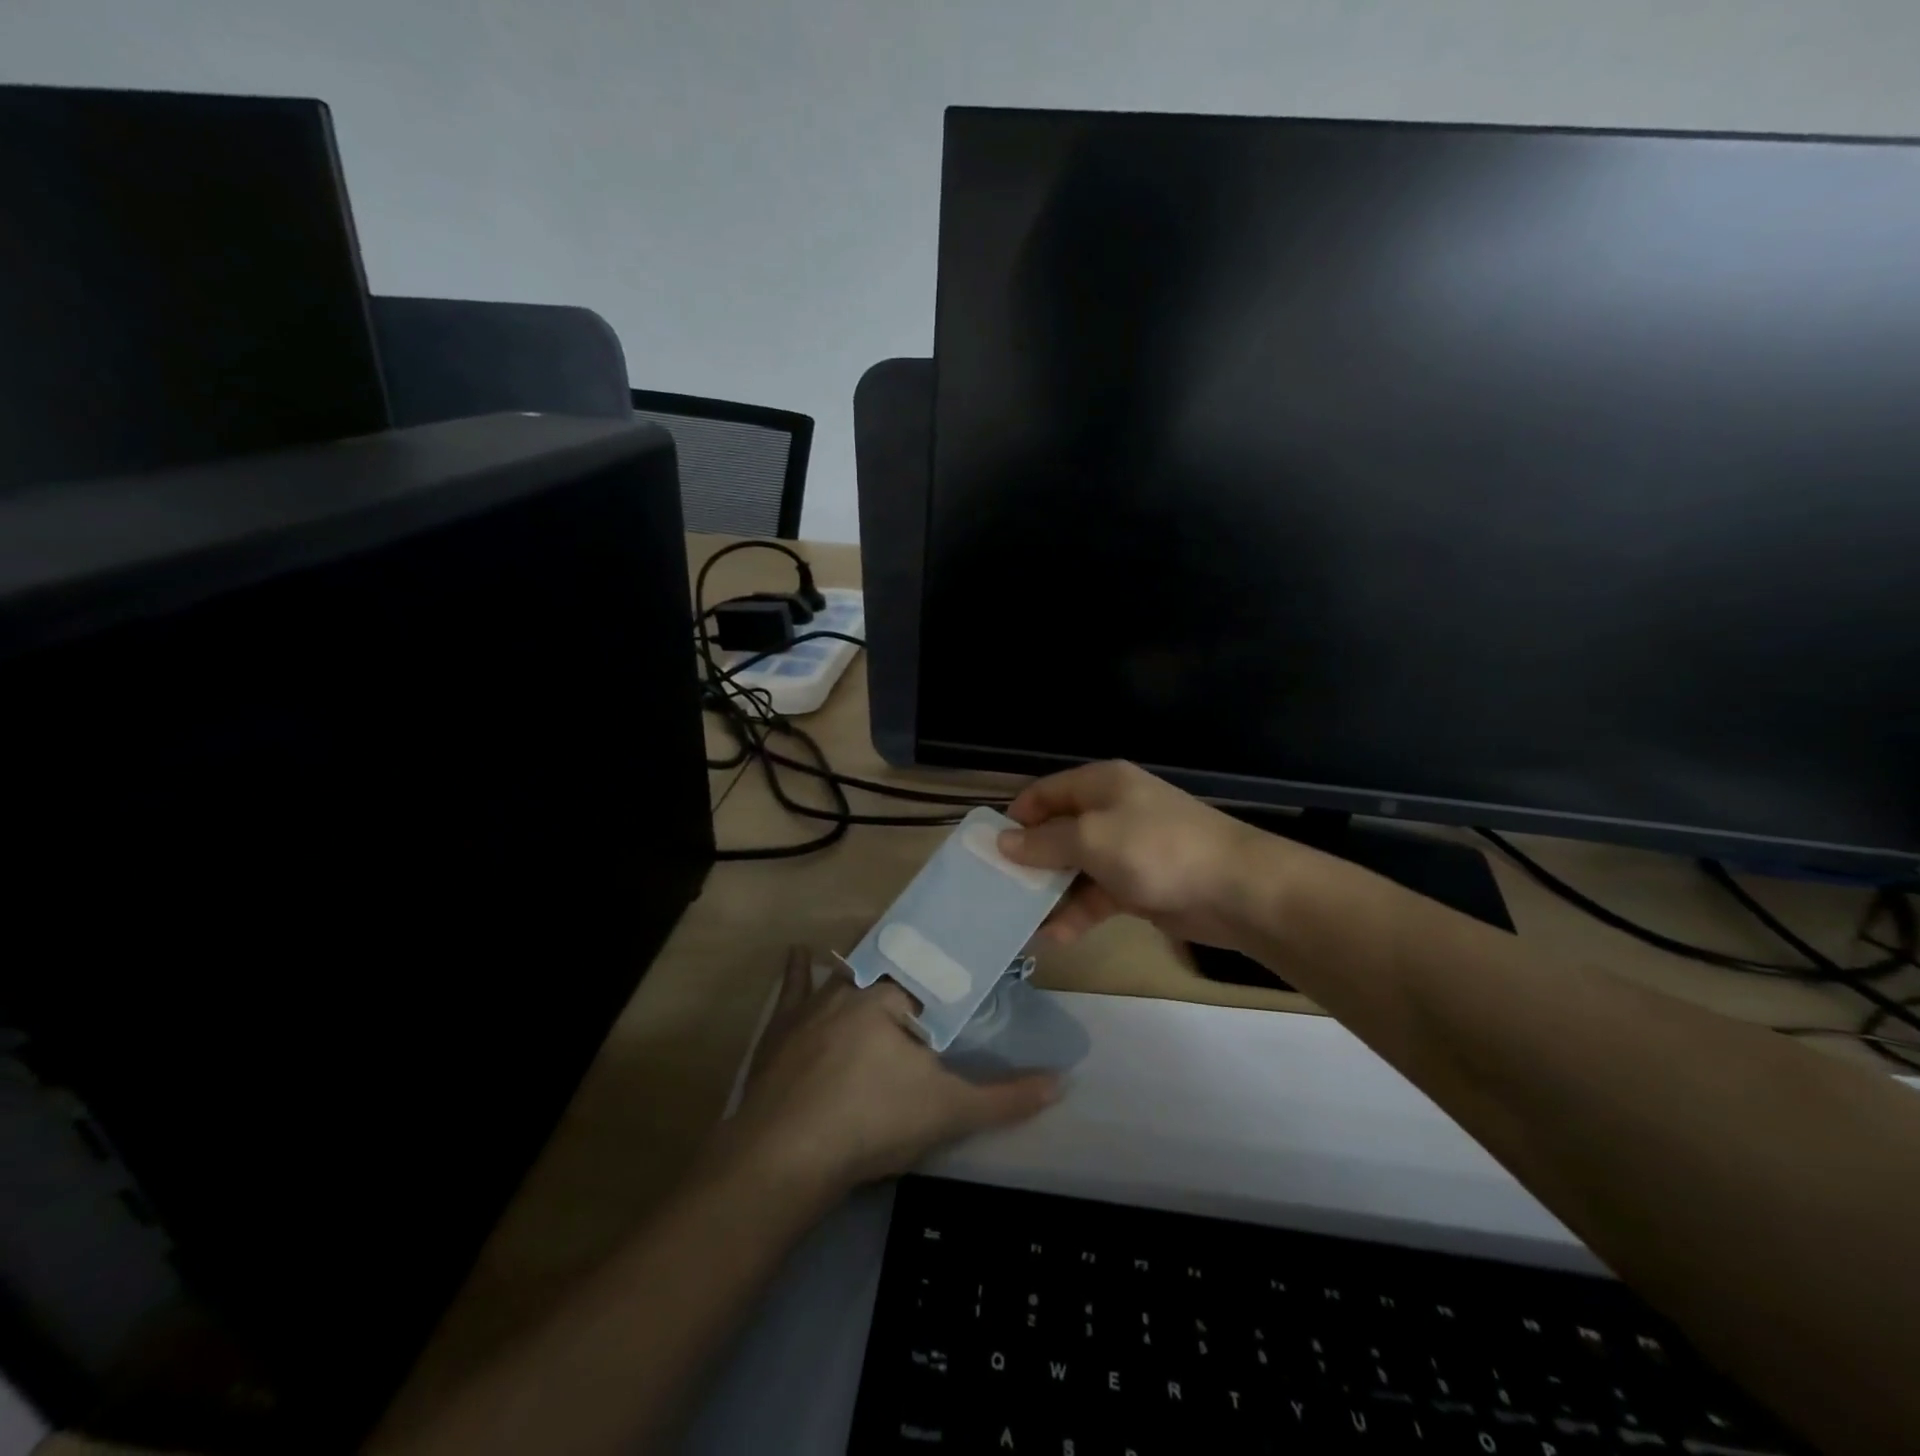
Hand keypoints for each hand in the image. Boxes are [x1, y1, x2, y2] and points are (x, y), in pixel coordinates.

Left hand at [718, 948, 1060, 1198]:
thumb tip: (1064, 1082)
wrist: (786, 1157)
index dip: (948, 971)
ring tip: (876, 942)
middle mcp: (851, 988)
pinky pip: (791, 988)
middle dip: (906, 962)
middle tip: (924, 962)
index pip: (928, 973)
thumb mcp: (949, 1112)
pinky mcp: (780, 1029)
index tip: (964, 966)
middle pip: (885, 965)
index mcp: (892, 997)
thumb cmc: (872, 1123)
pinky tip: (797, 951)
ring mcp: (811, 1006)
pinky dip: (796, 970)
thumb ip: (1006, 1097)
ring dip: (860, 960)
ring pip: (842, 969)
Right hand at [998, 760, 1287, 948]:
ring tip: (1018, 920)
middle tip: (997, 889)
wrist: (1236, 890)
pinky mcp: (1138, 885)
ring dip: (1050, 892)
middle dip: (1029, 860)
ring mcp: (1126, 849)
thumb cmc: (1157, 849)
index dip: (1016, 817)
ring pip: (1074, 868)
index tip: (989, 849)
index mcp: (1100, 784)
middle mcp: (1111, 811)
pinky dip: (1077, 912)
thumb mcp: (1092, 839)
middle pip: (1057, 831)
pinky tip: (1054, 936)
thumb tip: (1003, 842)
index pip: (1045, 793)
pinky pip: (1096, 895)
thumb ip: (1044, 842)